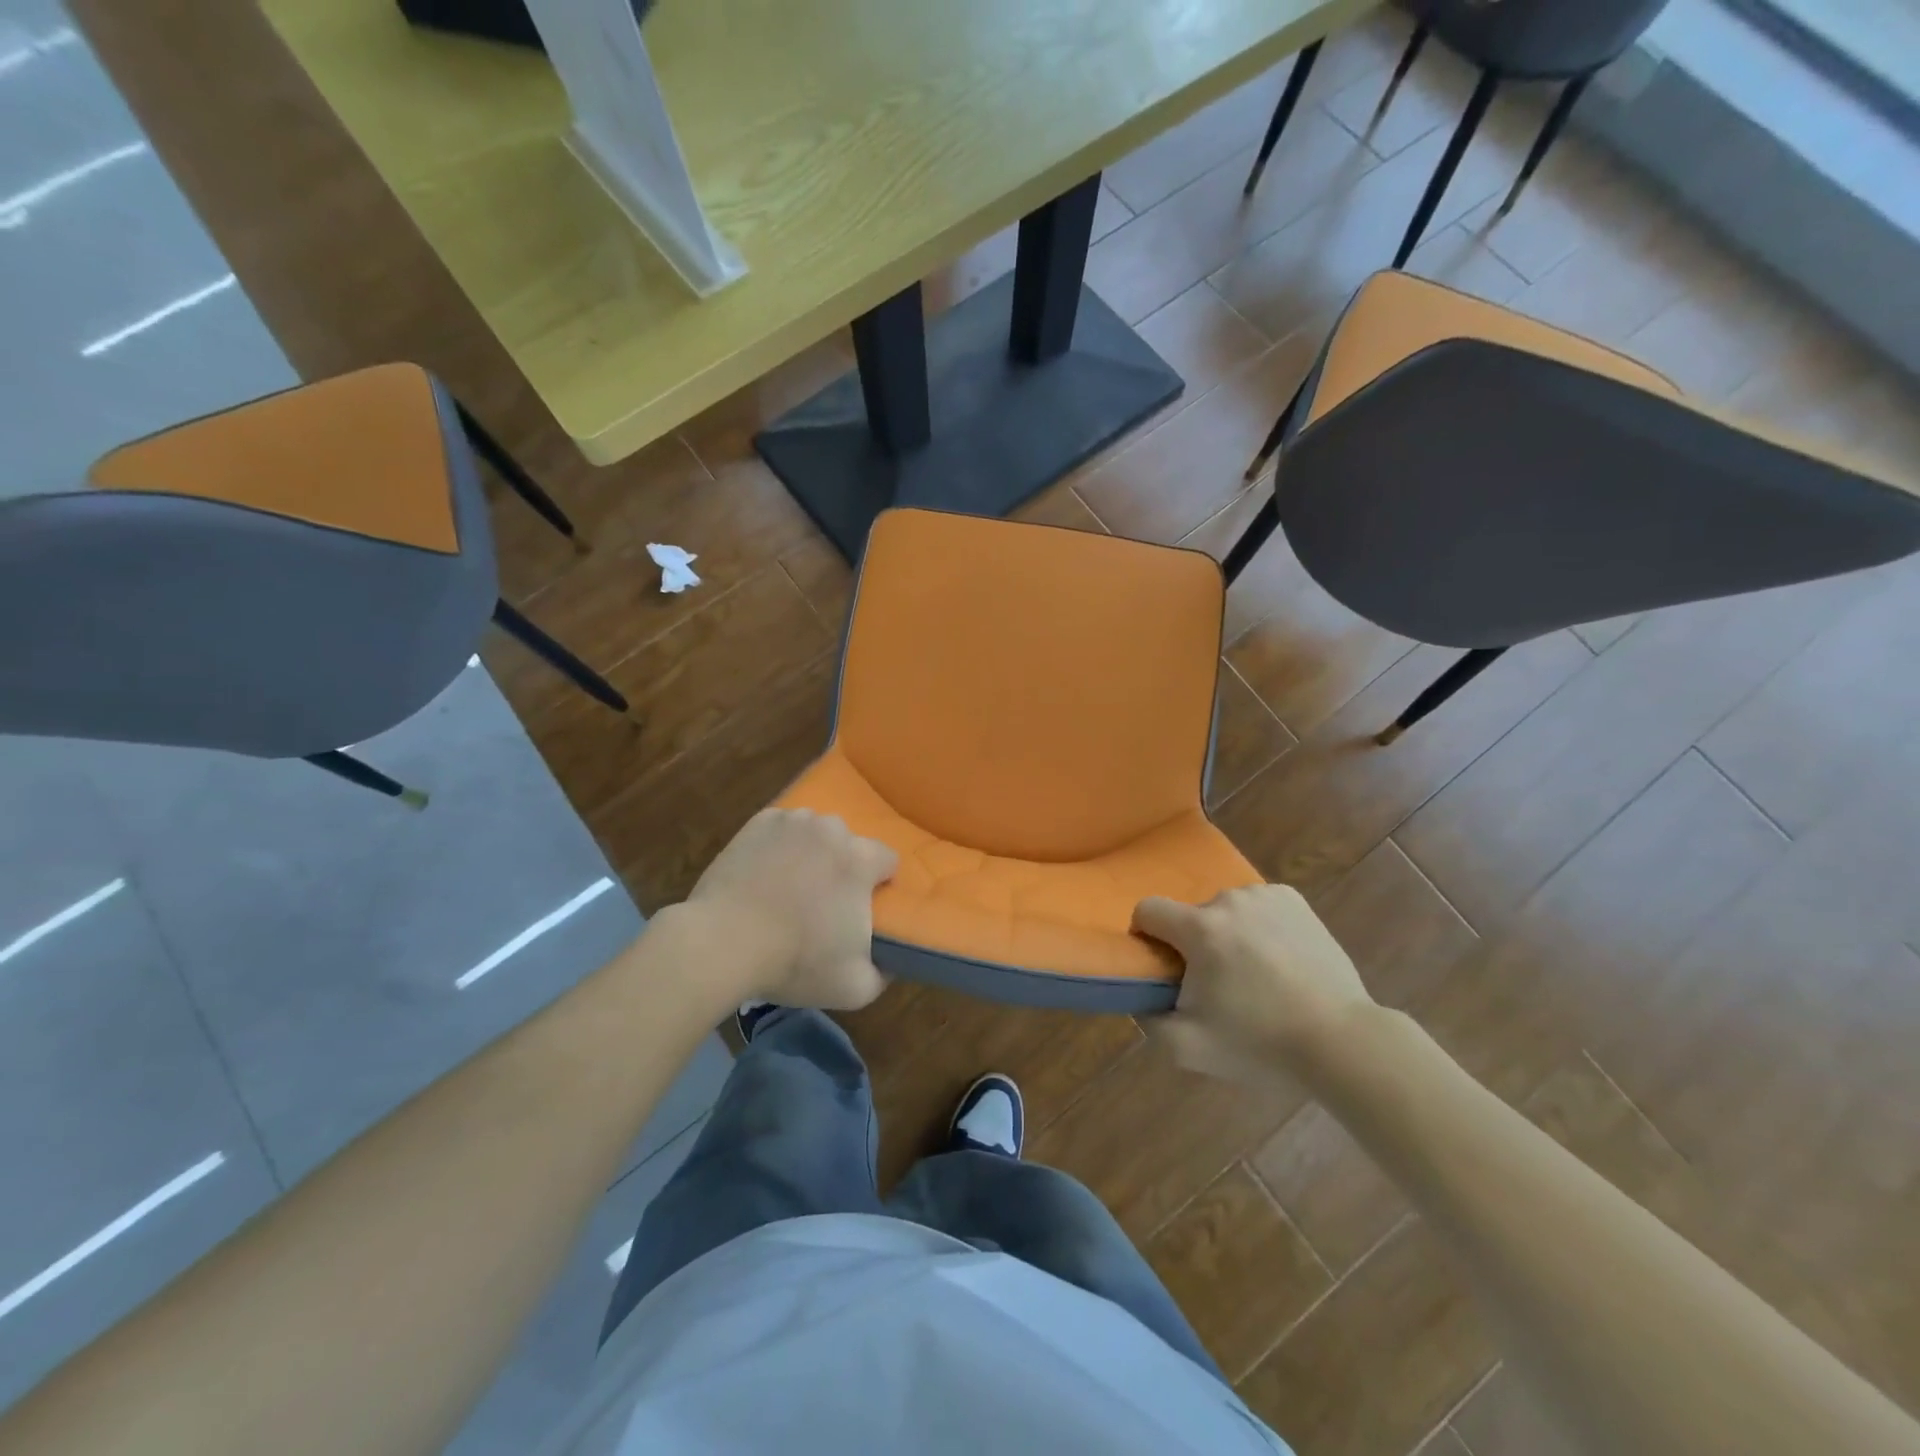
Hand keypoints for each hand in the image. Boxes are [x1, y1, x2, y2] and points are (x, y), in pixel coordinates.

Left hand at [681, 808, 898, 1010]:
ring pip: (815, 833)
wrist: (722, 943)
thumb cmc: (794, 962)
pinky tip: (765, 873)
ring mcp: (792, 821)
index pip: (887, 860)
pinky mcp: (758, 823)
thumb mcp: (855, 987)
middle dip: (842, 868)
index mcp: (860, 859)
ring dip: (812, 853)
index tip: (862, 909)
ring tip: (790, 887)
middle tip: (823, 904)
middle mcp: (831, 829)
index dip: (879, 884)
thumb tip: (891, 962)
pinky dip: (780, 845)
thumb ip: (884, 973)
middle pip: (849, 844)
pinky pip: (781, 829)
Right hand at [1132, 884, 1372, 1084]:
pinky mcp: (1294, 900)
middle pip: (1191, 916)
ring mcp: (1265, 896)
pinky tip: (1279, 959)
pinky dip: (1258, 926)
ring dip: (1228, 935)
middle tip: (1220, 987)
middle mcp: (1229, 900)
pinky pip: (1258, 906)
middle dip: (1195, 945)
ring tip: (1255, 976)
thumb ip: (1149, 1020)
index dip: (1146, 936)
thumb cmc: (1260, 1043)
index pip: (1148, 910)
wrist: (1342, 1041)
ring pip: (1226, 911)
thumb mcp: (1188, 1048)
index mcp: (1200, 929)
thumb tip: (1142, 997)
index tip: (1165, 968)